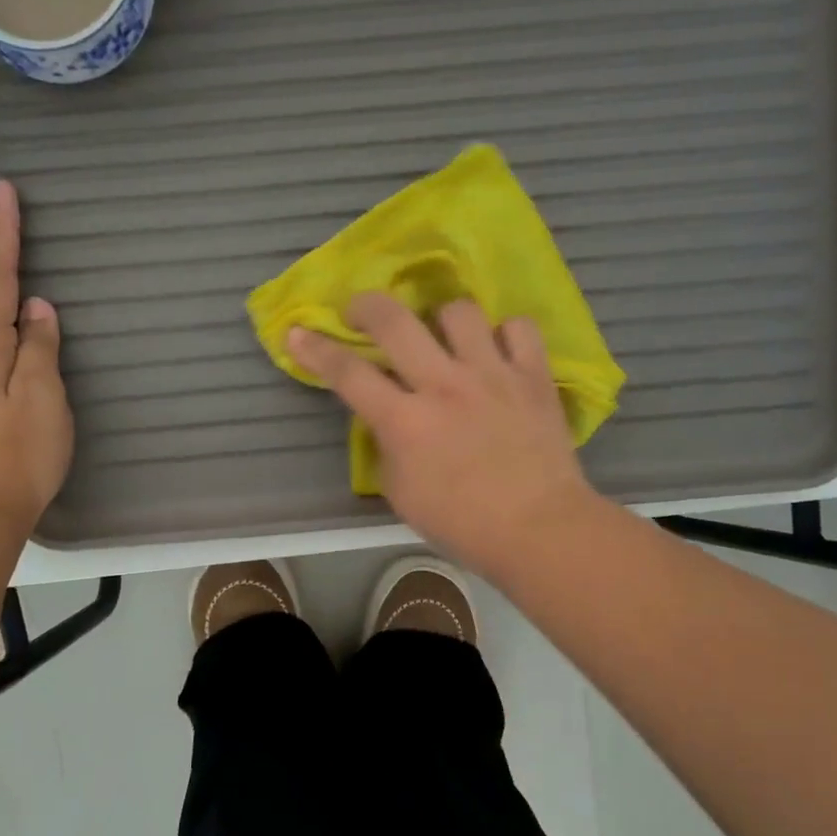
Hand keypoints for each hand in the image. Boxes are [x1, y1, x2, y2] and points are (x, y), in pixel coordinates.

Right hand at [289, 293, 594, 576]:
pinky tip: (498, 352)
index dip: (316, 349)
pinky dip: (504, 335)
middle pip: (394, 321)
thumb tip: (389, 421)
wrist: (539, 529)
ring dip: (441, 320)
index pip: (348, 373)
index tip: (297, 332)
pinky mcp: (533, 376)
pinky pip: (518, 327)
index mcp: (405, 421)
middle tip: (361, 312)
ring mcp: (492, 374)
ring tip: (444, 338)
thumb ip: (387, 448)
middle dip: (367, 306)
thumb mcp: (401, 493)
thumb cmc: (462, 523)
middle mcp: (444, 385)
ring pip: (458, 311)